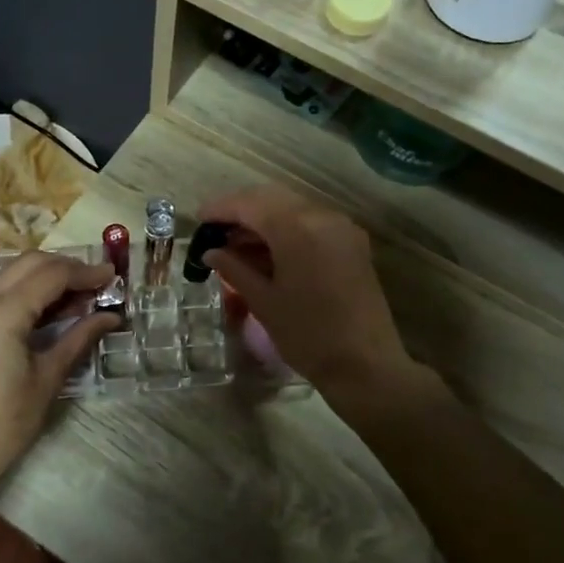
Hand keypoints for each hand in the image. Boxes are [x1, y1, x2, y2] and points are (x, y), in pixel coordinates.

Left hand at [0, 253, 117, 498]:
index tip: (113, 276)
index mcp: (1, 313)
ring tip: (80, 294)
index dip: (85, 272)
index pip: (51, 275)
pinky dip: (26, 289)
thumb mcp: (49, 378)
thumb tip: (111, 316)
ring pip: (12, 272)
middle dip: (66, 267)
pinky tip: (49, 308)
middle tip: (98, 283)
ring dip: (46, 275)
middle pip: (30, 263)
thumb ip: (80, 338)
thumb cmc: (7, 422)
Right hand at [196, 186, 412, 395]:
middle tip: (215, 231)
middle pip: (271, 198)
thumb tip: (211, 252)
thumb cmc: (308, 335)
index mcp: (296, 227)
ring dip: (263, 219)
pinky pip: (310, 222)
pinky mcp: (351, 243)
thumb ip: (234, 269)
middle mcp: (321, 216)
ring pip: (292, 208)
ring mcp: (341, 227)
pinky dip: (285, 229)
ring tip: (235, 245)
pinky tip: (267, 252)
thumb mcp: (263, 301)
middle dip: (240, 210)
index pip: (249, 204)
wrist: (366, 365)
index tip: (197, 220)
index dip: (220, 209)